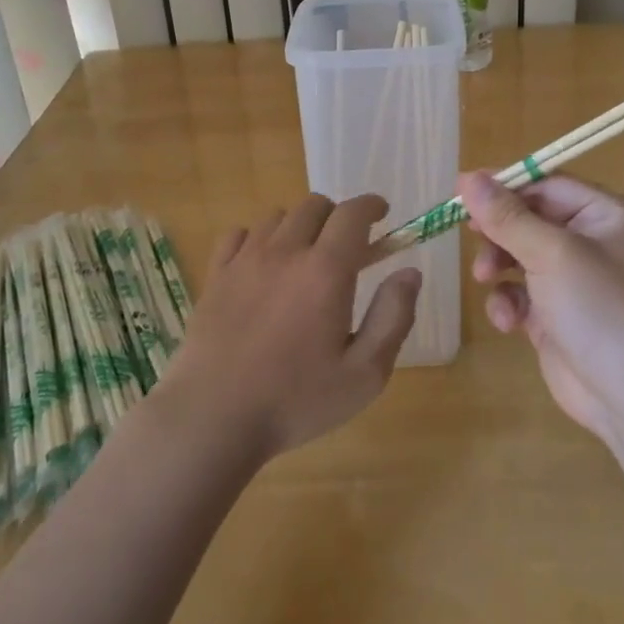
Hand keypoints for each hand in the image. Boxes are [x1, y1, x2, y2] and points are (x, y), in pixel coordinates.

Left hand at [162, 194, 421, 460]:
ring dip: (299, 226)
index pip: (352, 214)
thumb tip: (410, 272)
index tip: (381, 213)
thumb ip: (393, 317)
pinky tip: (262, 264)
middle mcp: (285, 252)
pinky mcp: (216, 275)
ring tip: (305, 257)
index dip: (370, 206)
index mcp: (326, 271)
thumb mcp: (364, 374)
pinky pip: (238, 234)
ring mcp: (245, 260)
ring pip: (277, 217)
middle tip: (346, 246)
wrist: (213, 418)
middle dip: (337, 217)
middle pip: (314, 206)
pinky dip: (257, 238)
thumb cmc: (296, 400)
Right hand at [461, 172, 623, 441]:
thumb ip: (507, 217)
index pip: (548, 185)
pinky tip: (509, 321)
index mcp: (607, 215)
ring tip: (485, 279)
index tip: (462, 191)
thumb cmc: (600, 308)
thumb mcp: (551, 254)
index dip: (505, 187)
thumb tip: (467, 178)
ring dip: (499, 266)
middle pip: (530, 219)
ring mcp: (576, 280)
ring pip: (520, 255)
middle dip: (500, 232)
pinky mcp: (558, 314)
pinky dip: (509, 301)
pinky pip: (522, 292)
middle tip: (470, 236)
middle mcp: (594, 242)